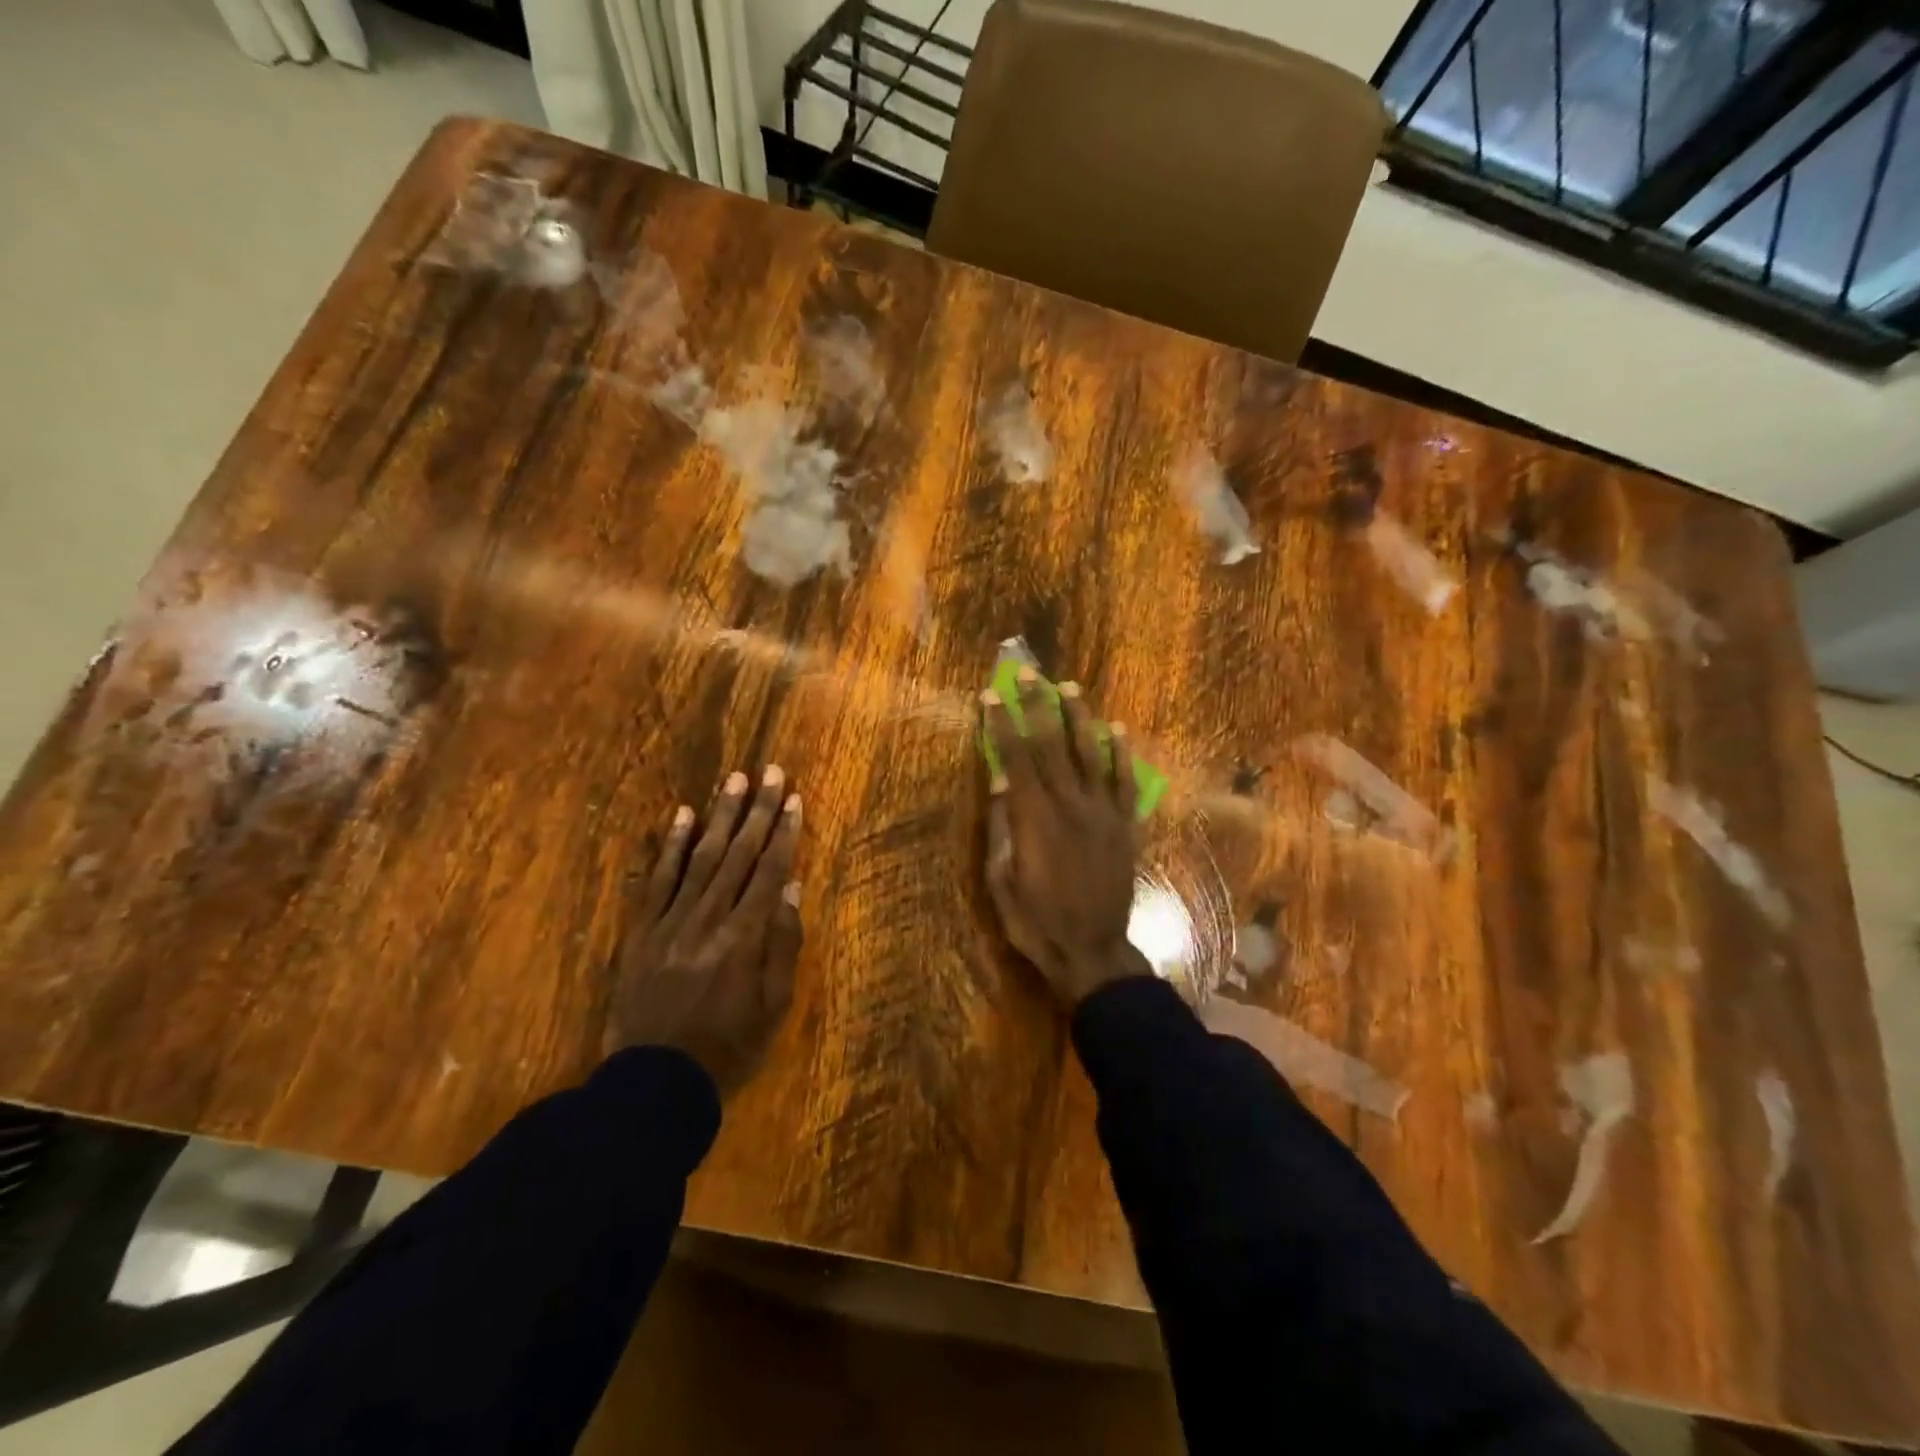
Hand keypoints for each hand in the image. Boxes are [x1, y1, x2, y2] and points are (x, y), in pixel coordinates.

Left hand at [605, 767, 802, 1095]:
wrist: (654, 1083)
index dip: (784, 833)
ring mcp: (671, 921)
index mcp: (744, 938)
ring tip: (733, 780)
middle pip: (738, 855)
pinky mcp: (642, 931)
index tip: (794, 798)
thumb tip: (791, 890)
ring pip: (700, 858)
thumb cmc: (727, 1047)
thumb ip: (783, 945)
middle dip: (756, 810)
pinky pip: (657, 880)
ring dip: (718, 816)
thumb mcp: (773, 1007)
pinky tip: (682, 816)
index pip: (769, 872)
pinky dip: (671, 846)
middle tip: (769, 771)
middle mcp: (709, 919)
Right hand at [981, 671, 1150, 1007]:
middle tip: (1029, 674)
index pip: (1015, 758)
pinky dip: (1121, 755)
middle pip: (1051, 745)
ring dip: (1079, 719)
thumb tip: (1000, 781)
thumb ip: (1003, 827)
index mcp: (1034, 818)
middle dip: (1038, 706)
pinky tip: (1117, 731)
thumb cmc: (1036, 920)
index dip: (1002, 725)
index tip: (992, 697)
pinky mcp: (1125, 826)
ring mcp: (1102, 813)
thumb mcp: (1003, 879)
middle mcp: (1070, 805)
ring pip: (1090, 754)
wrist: (1091, 950)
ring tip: (1071, 688)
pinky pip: (1124, 782)